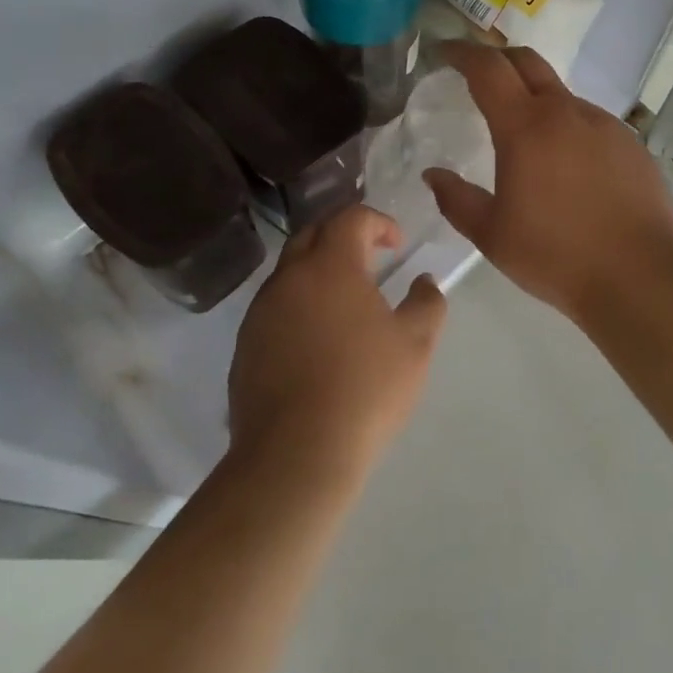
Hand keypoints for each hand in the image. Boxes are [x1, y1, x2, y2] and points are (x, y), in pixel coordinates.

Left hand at [227, 206, 446, 480]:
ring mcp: (260, 311)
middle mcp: (289, 278)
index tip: (397, 244)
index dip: (378, 222)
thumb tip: (424, 281)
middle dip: (343, 236)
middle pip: (312, 234)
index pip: (350, 218)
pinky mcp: (245, 344)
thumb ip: (427, 302)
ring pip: (289, 271)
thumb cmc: (365, 389)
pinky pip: (274, 307)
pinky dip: (298, 305)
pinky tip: (316, 340)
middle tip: (369, 258)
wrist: (295, 455)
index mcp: (330, 266)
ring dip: (317, 272)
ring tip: (345, 302)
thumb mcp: (416, 344)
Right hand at [425, 42, 672, 323]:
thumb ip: (456, 200)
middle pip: (527, 62)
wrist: (640, 276)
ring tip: (524, 137)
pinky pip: (589, 122)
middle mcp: (566, 112)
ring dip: (535, 98)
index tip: (444, 52)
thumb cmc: (556, 256)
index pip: (488, 68)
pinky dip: (566, 127)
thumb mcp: (492, 235)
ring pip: (561, 94)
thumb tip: (434, 175)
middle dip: (497, 59)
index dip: (462, 53)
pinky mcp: (630, 143)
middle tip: (478, 76)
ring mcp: (604, 124)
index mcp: (526, 127)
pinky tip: (567, 166)